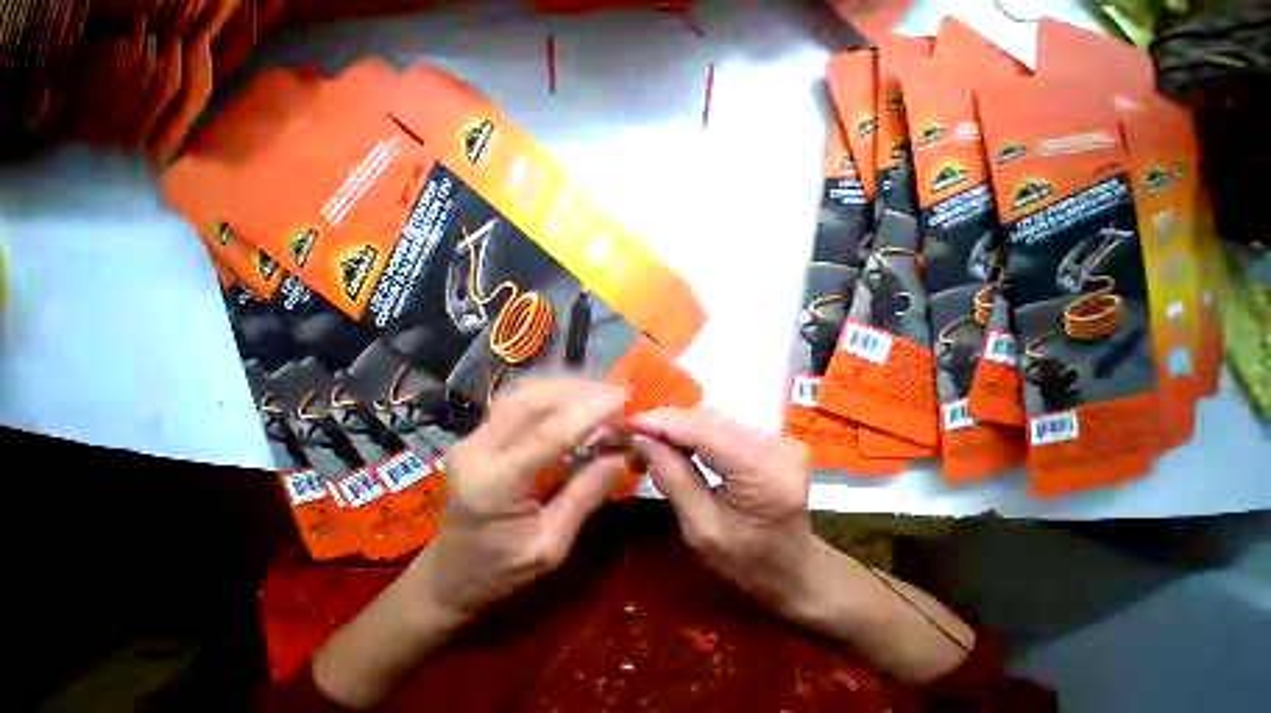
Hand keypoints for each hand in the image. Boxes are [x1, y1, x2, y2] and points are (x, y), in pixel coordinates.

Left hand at [314, 379, 627, 708]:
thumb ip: (587, 494)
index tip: (625, 398)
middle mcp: (477, 450)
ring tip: (601, 393)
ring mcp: (473, 436)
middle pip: (532, 399)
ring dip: (567, 386)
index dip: (591, 411)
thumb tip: (625, 453)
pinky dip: (551, 391)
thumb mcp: (551, 546)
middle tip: (617, 394)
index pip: (549, 433)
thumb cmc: (499, 572)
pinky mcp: (478, 432)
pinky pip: (518, 398)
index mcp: (494, 485)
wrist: (447, 577)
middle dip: (580, 390)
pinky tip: (574, 396)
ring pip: (524, 391)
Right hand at [630, 408, 974, 683]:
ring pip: (715, 419)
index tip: (629, 422)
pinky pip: (725, 427)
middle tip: (636, 432)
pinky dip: (697, 432)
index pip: (704, 432)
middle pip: (709, 419)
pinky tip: (679, 442)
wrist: (799, 573)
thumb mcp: (702, 530)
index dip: (663, 423)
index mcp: (762, 472)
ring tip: (652, 437)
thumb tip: (642, 440)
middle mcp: (775, 444)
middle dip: (668, 423)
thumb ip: (673, 478)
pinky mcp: (773, 440)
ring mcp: (778, 439)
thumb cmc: (751, 566)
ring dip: (680, 426)